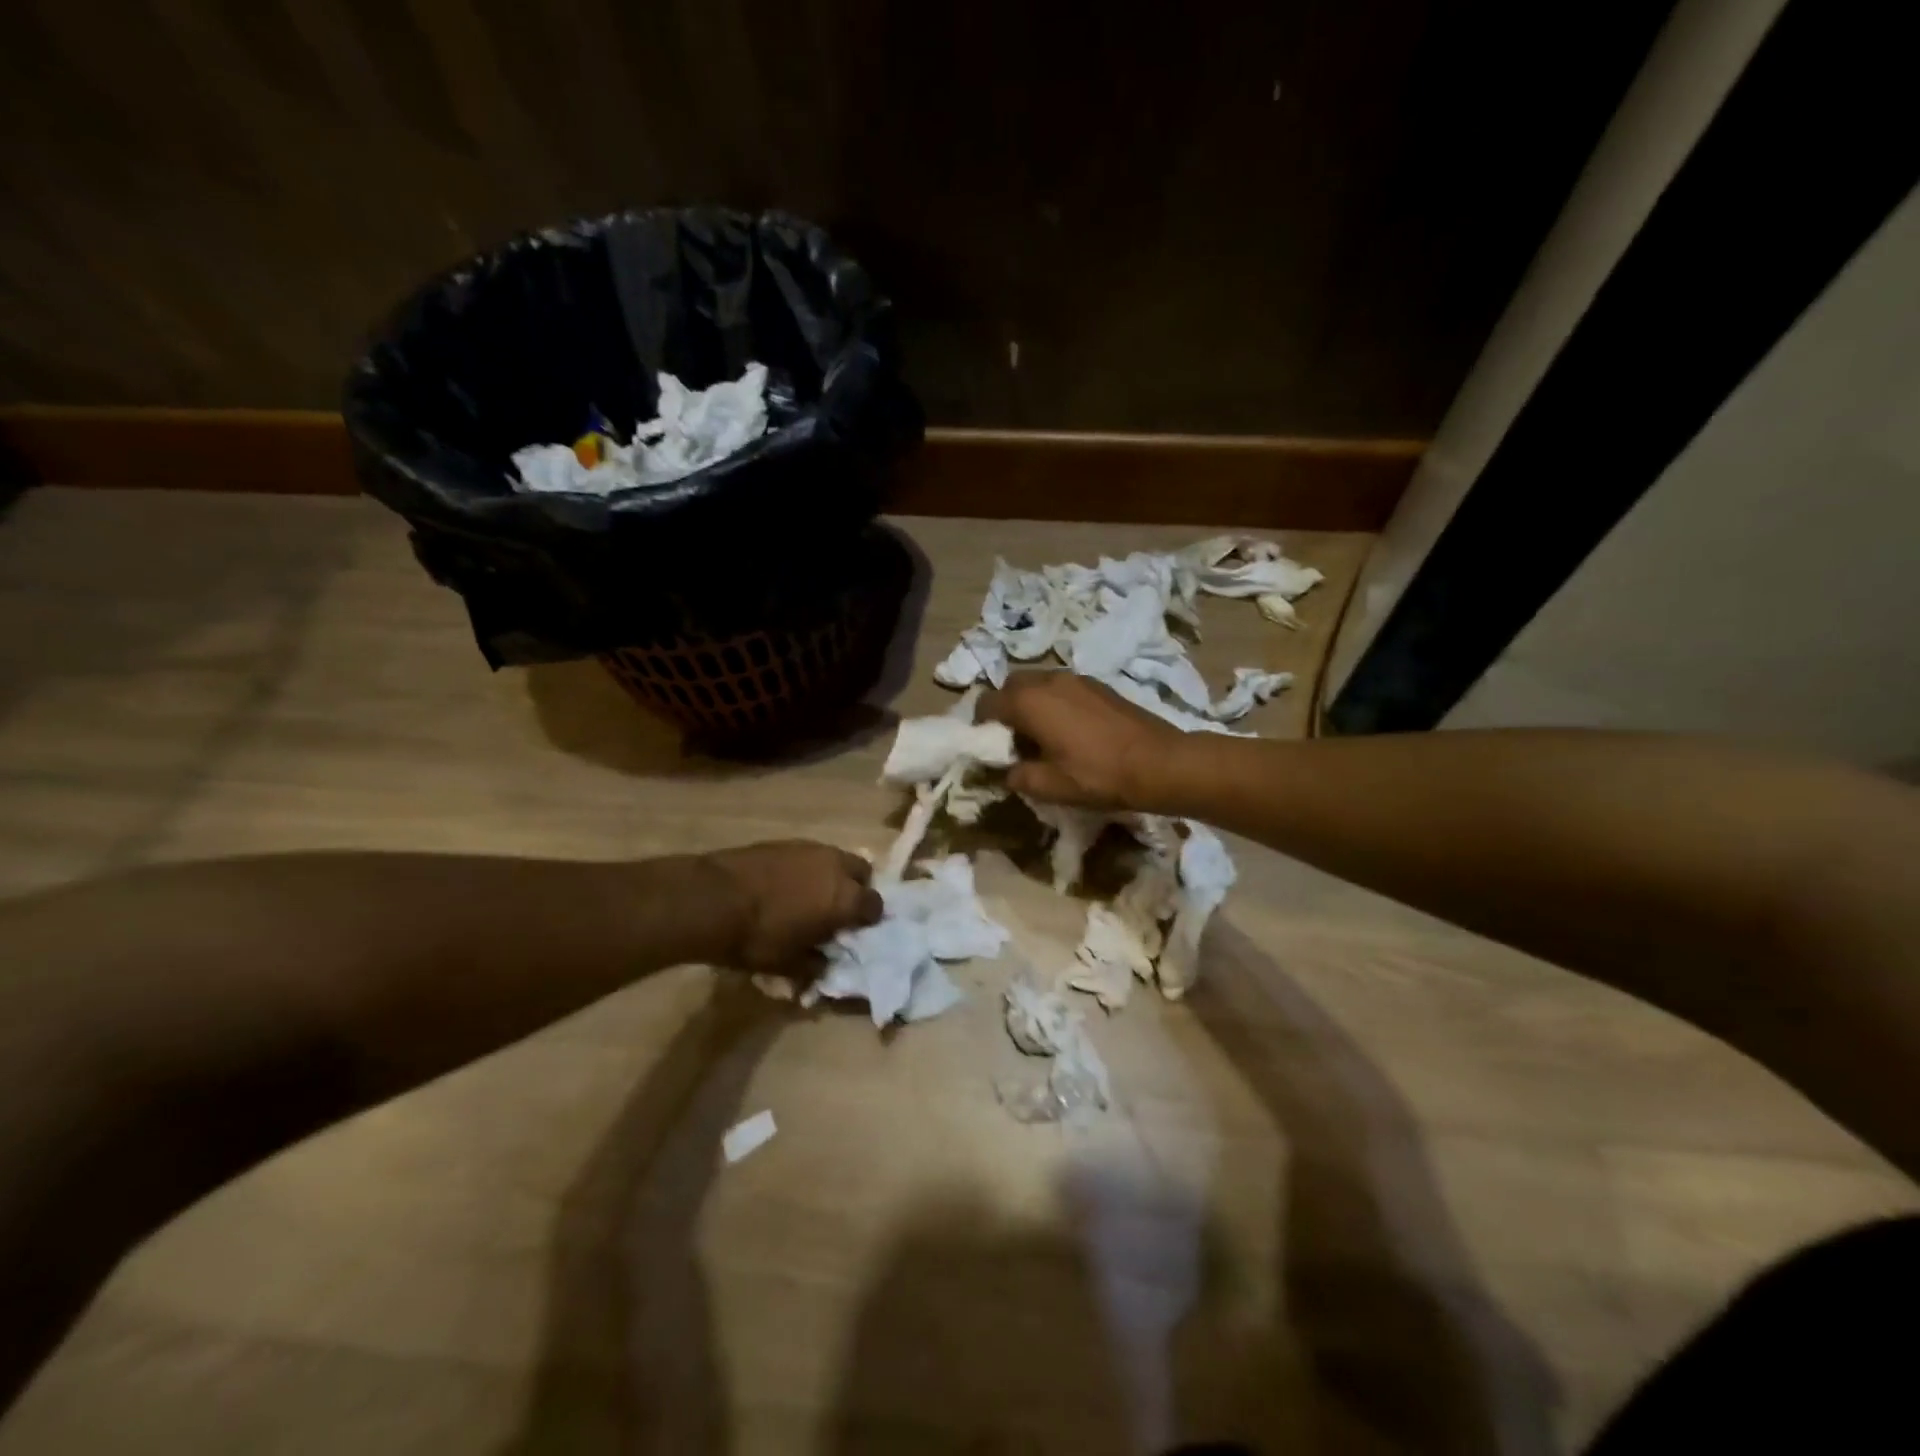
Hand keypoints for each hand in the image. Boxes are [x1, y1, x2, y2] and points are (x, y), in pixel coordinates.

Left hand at [703, 841, 882, 975]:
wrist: (712, 899)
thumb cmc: (757, 938)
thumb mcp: (788, 964)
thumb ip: (814, 964)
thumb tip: (824, 963)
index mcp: (845, 898)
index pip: (875, 905)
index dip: (868, 919)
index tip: (854, 930)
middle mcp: (835, 867)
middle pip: (862, 872)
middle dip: (856, 888)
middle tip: (837, 909)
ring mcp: (810, 849)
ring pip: (836, 859)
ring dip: (831, 876)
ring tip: (810, 896)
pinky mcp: (785, 841)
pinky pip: (809, 854)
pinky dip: (807, 868)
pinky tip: (786, 884)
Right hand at [979, 671, 1180, 810]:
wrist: (1160, 763)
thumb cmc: (1098, 775)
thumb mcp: (1050, 786)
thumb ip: (1018, 776)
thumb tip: (1007, 770)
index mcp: (1029, 701)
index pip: (987, 703)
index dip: (980, 725)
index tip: (989, 748)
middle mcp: (1048, 680)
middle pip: (1011, 686)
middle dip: (1005, 709)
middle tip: (1013, 741)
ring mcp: (1076, 678)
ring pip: (1038, 684)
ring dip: (1030, 704)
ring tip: (1041, 736)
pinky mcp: (1098, 685)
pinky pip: (1061, 687)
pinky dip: (1053, 702)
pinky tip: (1069, 731)